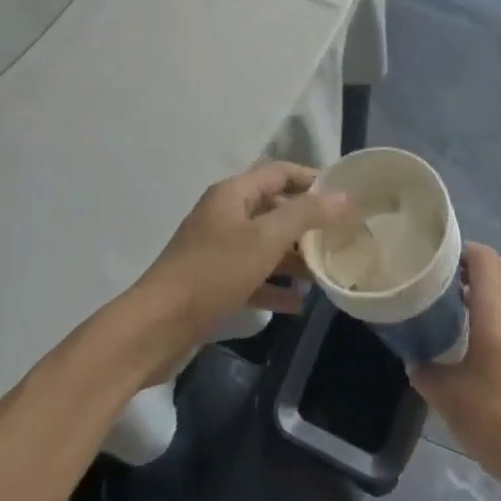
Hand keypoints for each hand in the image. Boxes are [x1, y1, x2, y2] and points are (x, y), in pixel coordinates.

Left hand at [134, 161, 349, 349]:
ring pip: (264, 245)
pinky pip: (252, 276)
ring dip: (293, 257)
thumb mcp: (265, 239)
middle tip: (341, 237)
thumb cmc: (213, 272)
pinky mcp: (213, 282)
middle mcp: (224, 215)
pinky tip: (298, 303)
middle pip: (273, 209)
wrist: (156, 327)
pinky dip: (274, 285)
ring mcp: (217, 250)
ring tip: (325, 273)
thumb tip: (343, 196)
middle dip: (306, 222)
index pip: (278, 172)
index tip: (344, 194)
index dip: (311, 179)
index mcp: (233, 194)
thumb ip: (305, 215)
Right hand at [409, 243, 500, 500]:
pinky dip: (495, 312)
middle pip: (498, 268)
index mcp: (497, 311)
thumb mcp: (451, 400)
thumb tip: (415, 361)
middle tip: (438, 281)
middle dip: (469, 266)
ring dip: (483, 289)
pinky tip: (474, 342)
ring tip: (451, 307)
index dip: (458, 249)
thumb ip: (427, 373)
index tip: (431, 260)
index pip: (483, 256)